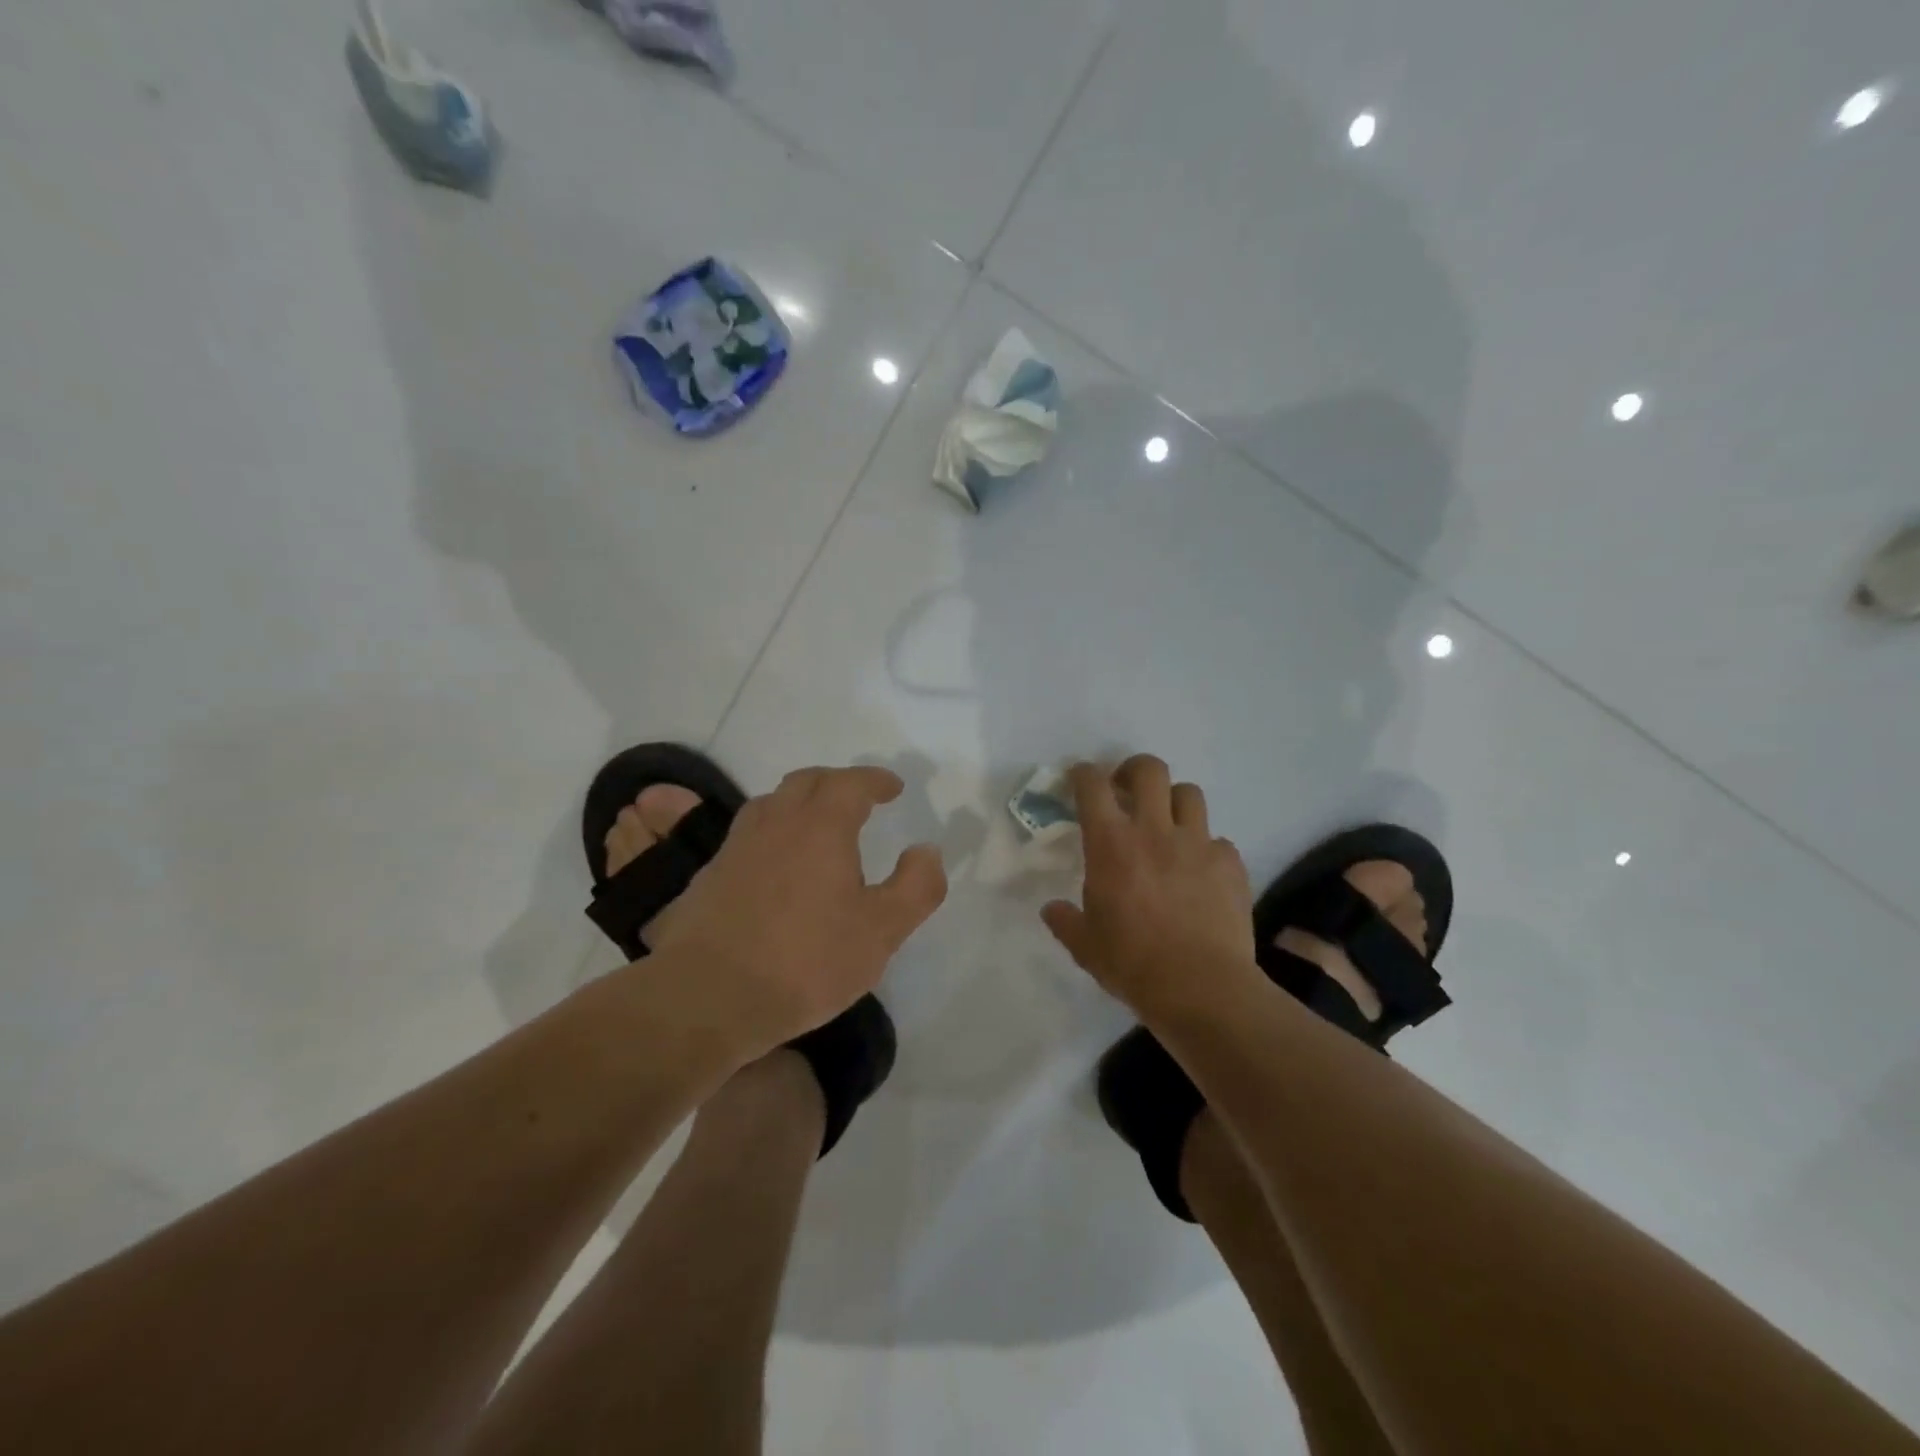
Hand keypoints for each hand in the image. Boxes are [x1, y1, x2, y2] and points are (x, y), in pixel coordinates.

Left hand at [649, 765, 947, 1052]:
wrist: (706, 996)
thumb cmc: (805, 960)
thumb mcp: (881, 931)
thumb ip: (916, 887)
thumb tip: (927, 850)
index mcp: (821, 826)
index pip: (851, 783)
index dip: (875, 780)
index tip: (893, 788)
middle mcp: (776, 822)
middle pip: (807, 782)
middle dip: (838, 782)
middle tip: (859, 798)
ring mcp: (737, 846)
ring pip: (771, 803)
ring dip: (800, 802)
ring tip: (817, 824)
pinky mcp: (710, 875)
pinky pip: (748, 835)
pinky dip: (772, 832)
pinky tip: (776, 864)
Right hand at [1041, 756, 1259, 1019]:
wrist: (1200, 988)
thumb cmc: (1132, 963)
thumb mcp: (1085, 945)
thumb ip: (1065, 920)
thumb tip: (1052, 909)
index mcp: (1111, 843)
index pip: (1092, 785)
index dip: (1083, 773)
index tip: (1079, 779)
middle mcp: (1154, 830)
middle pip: (1149, 770)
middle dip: (1133, 770)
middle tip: (1126, 790)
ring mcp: (1197, 844)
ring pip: (1189, 793)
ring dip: (1173, 802)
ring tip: (1167, 824)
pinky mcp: (1230, 864)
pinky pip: (1218, 841)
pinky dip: (1206, 849)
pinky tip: (1200, 873)